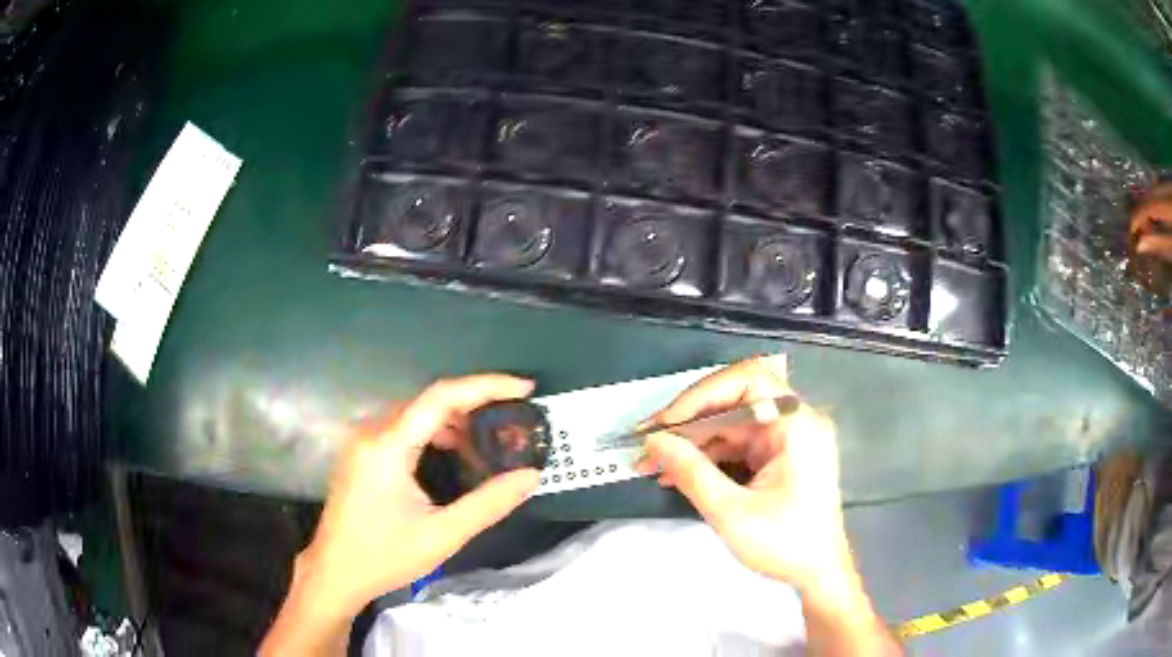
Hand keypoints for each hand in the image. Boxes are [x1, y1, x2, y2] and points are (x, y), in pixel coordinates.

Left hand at [268, 375, 539, 649]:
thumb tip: (530, 477)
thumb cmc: (385, 556)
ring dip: (454, 421)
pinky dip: (433, 433)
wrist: (335, 573)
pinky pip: (402, 428)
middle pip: (429, 401)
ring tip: (487, 443)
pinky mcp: (361, 453)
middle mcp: (372, 432)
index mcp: (388, 445)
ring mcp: (363, 441)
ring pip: (416, 413)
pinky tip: (453, 453)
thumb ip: (488, 504)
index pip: (442, 397)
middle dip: (474, 406)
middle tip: (510, 422)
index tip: (524, 389)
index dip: (486, 386)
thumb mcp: (442, 535)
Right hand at [636, 356, 850, 595]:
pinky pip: (738, 442)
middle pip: (735, 400)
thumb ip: (691, 472)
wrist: (819, 573)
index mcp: (797, 425)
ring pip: (731, 422)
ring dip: (693, 441)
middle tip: (647, 442)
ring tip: (652, 462)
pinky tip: (677, 472)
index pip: (747, 381)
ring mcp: (788, 436)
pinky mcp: (780, 454)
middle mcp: (795, 420)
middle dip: (689, 421)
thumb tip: (653, 442)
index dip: (701, 395)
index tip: (665, 424)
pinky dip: (708, 455)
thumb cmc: (785, 544)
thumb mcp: (732, 513)